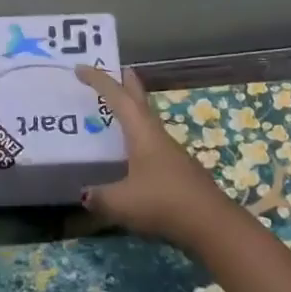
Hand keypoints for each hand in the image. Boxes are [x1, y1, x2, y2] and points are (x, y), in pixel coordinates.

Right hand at [75, 66, 240, 249]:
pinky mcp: (176, 168)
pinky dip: (138, 133)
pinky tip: (132, 150)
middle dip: (126, 82)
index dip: (98, 80)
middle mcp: (156, 134)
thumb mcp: (121, 202)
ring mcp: (169, 150)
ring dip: (133, 108)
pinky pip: (151, 140)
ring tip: (117, 109)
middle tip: (114, 70)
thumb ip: (99, 196)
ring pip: (147, 119)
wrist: (210, 223)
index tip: (80, 68)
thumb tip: (85, 194)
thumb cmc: (163, 202)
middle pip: (139, 99)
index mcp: (141, 131)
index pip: (117, 97)